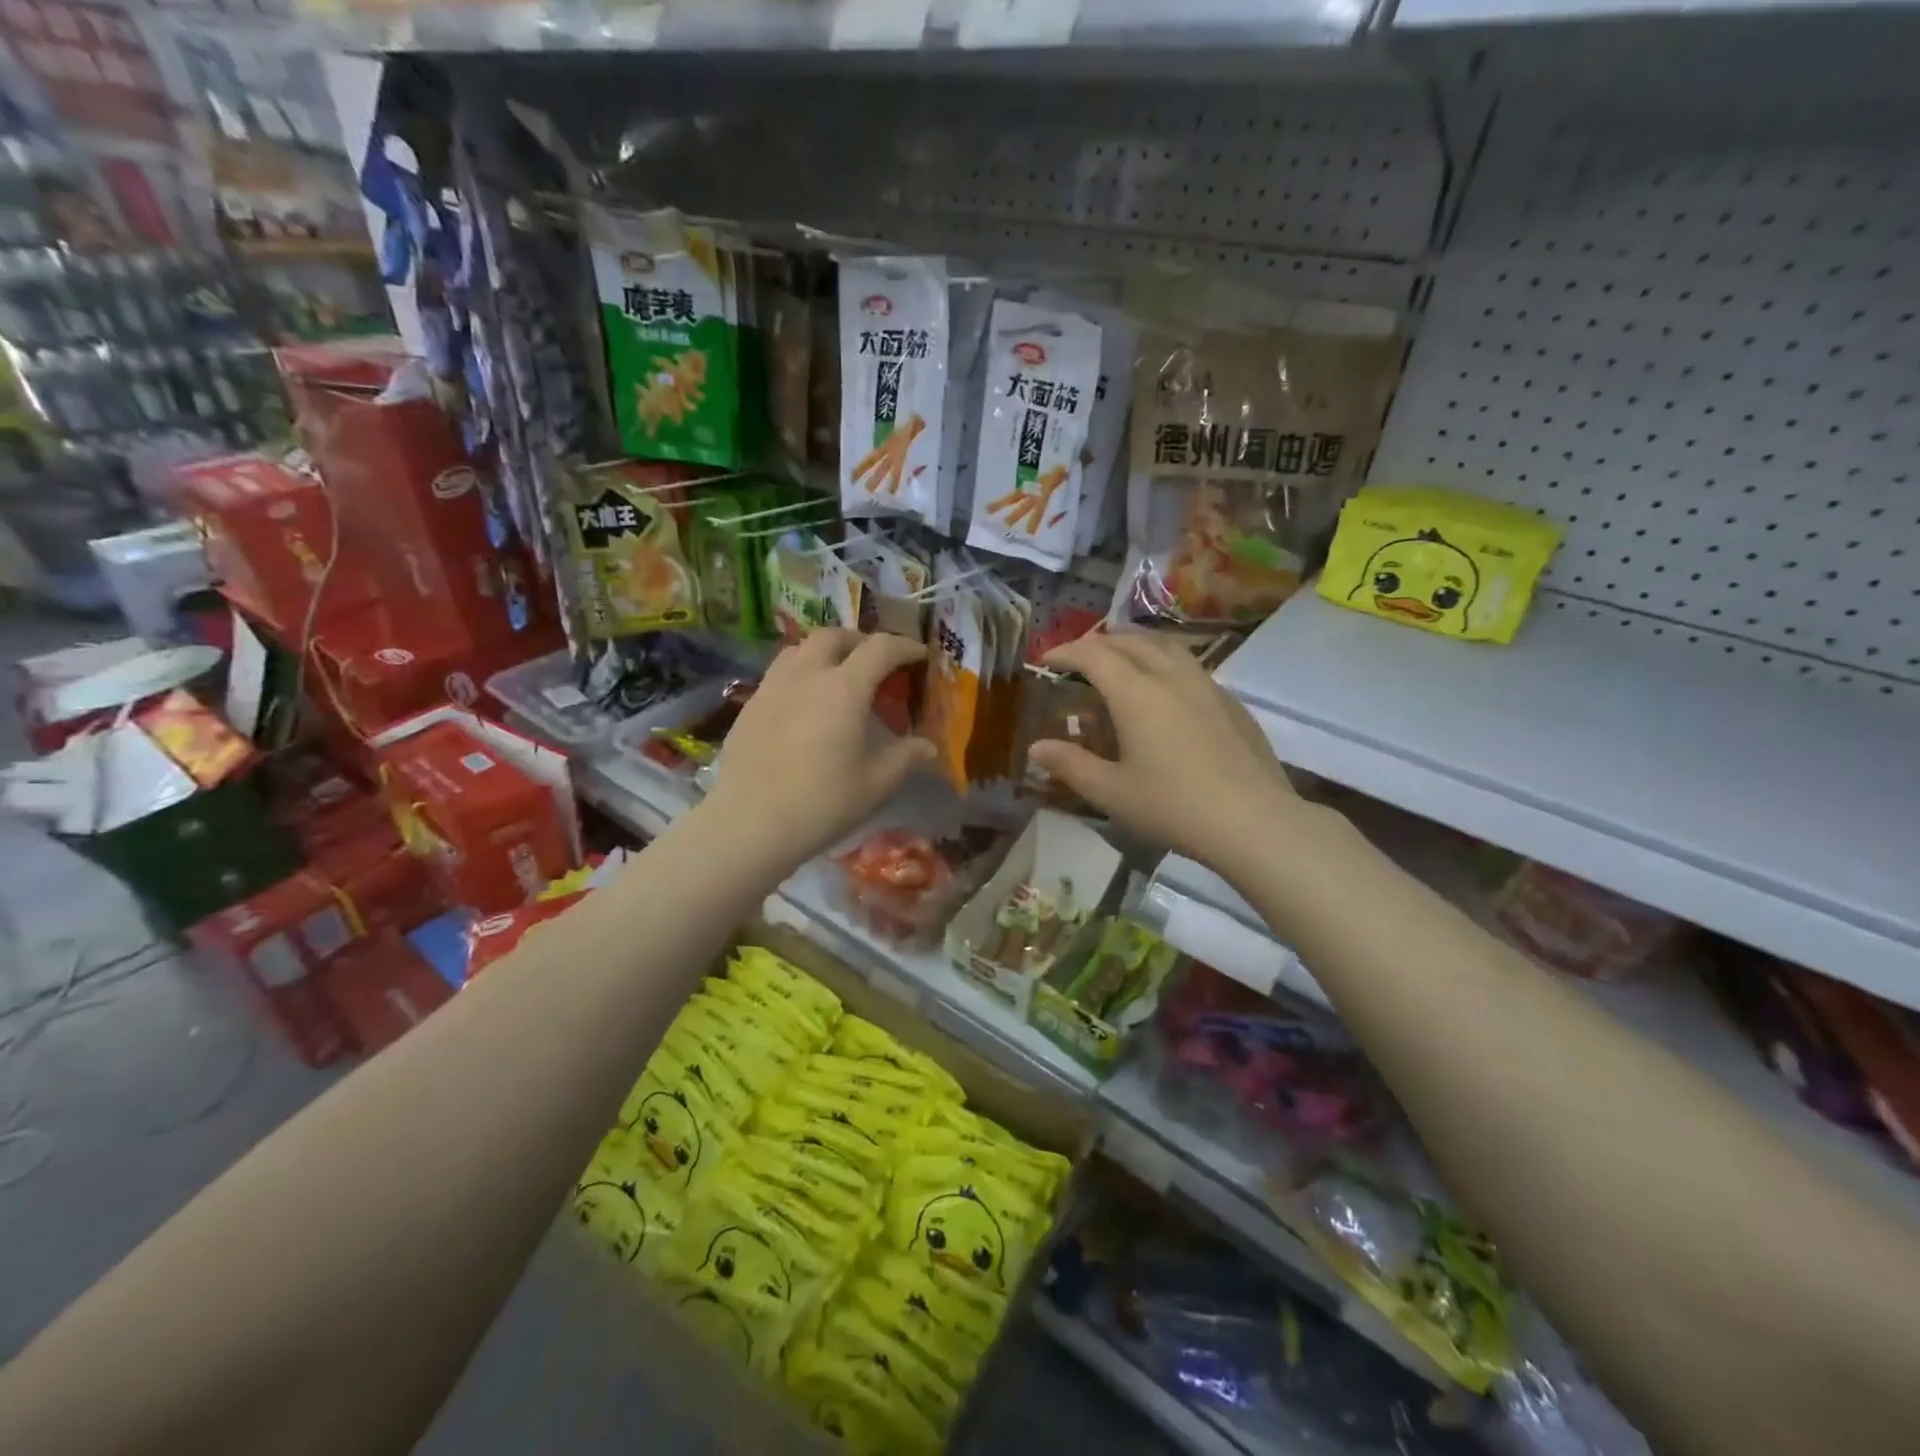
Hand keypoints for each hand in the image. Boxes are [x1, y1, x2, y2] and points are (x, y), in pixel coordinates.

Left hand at [701, 630, 936, 869]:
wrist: (750, 824)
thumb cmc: (822, 804)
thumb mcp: (876, 785)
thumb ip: (906, 758)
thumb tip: (928, 747)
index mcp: (844, 689)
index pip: (880, 648)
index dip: (905, 646)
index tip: (919, 656)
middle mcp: (807, 675)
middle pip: (834, 636)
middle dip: (860, 641)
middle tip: (876, 663)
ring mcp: (772, 687)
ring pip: (800, 648)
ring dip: (825, 652)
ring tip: (837, 676)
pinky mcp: (749, 706)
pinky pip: (779, 673)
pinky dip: (800, 674)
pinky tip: (804, 705)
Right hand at [1028, 633, 1311, 873]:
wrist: (1253, 820)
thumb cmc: (1173, 806)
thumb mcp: (1111, 792)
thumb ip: (1071, 765)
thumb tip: (1037, 748)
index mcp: (1136, 693)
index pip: (1093, 654)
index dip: (1065, 651)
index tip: (1046, 660)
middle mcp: (1171, 676)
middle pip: (1130, 642)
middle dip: (1098, 643)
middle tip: (1078, 659)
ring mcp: (1207, 685)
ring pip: (1166, 647)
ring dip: (1135, 645)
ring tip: (1121, 660)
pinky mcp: (1231, 702)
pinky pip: (1190, 666)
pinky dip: (1165, 663)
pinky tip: (1166, 691)